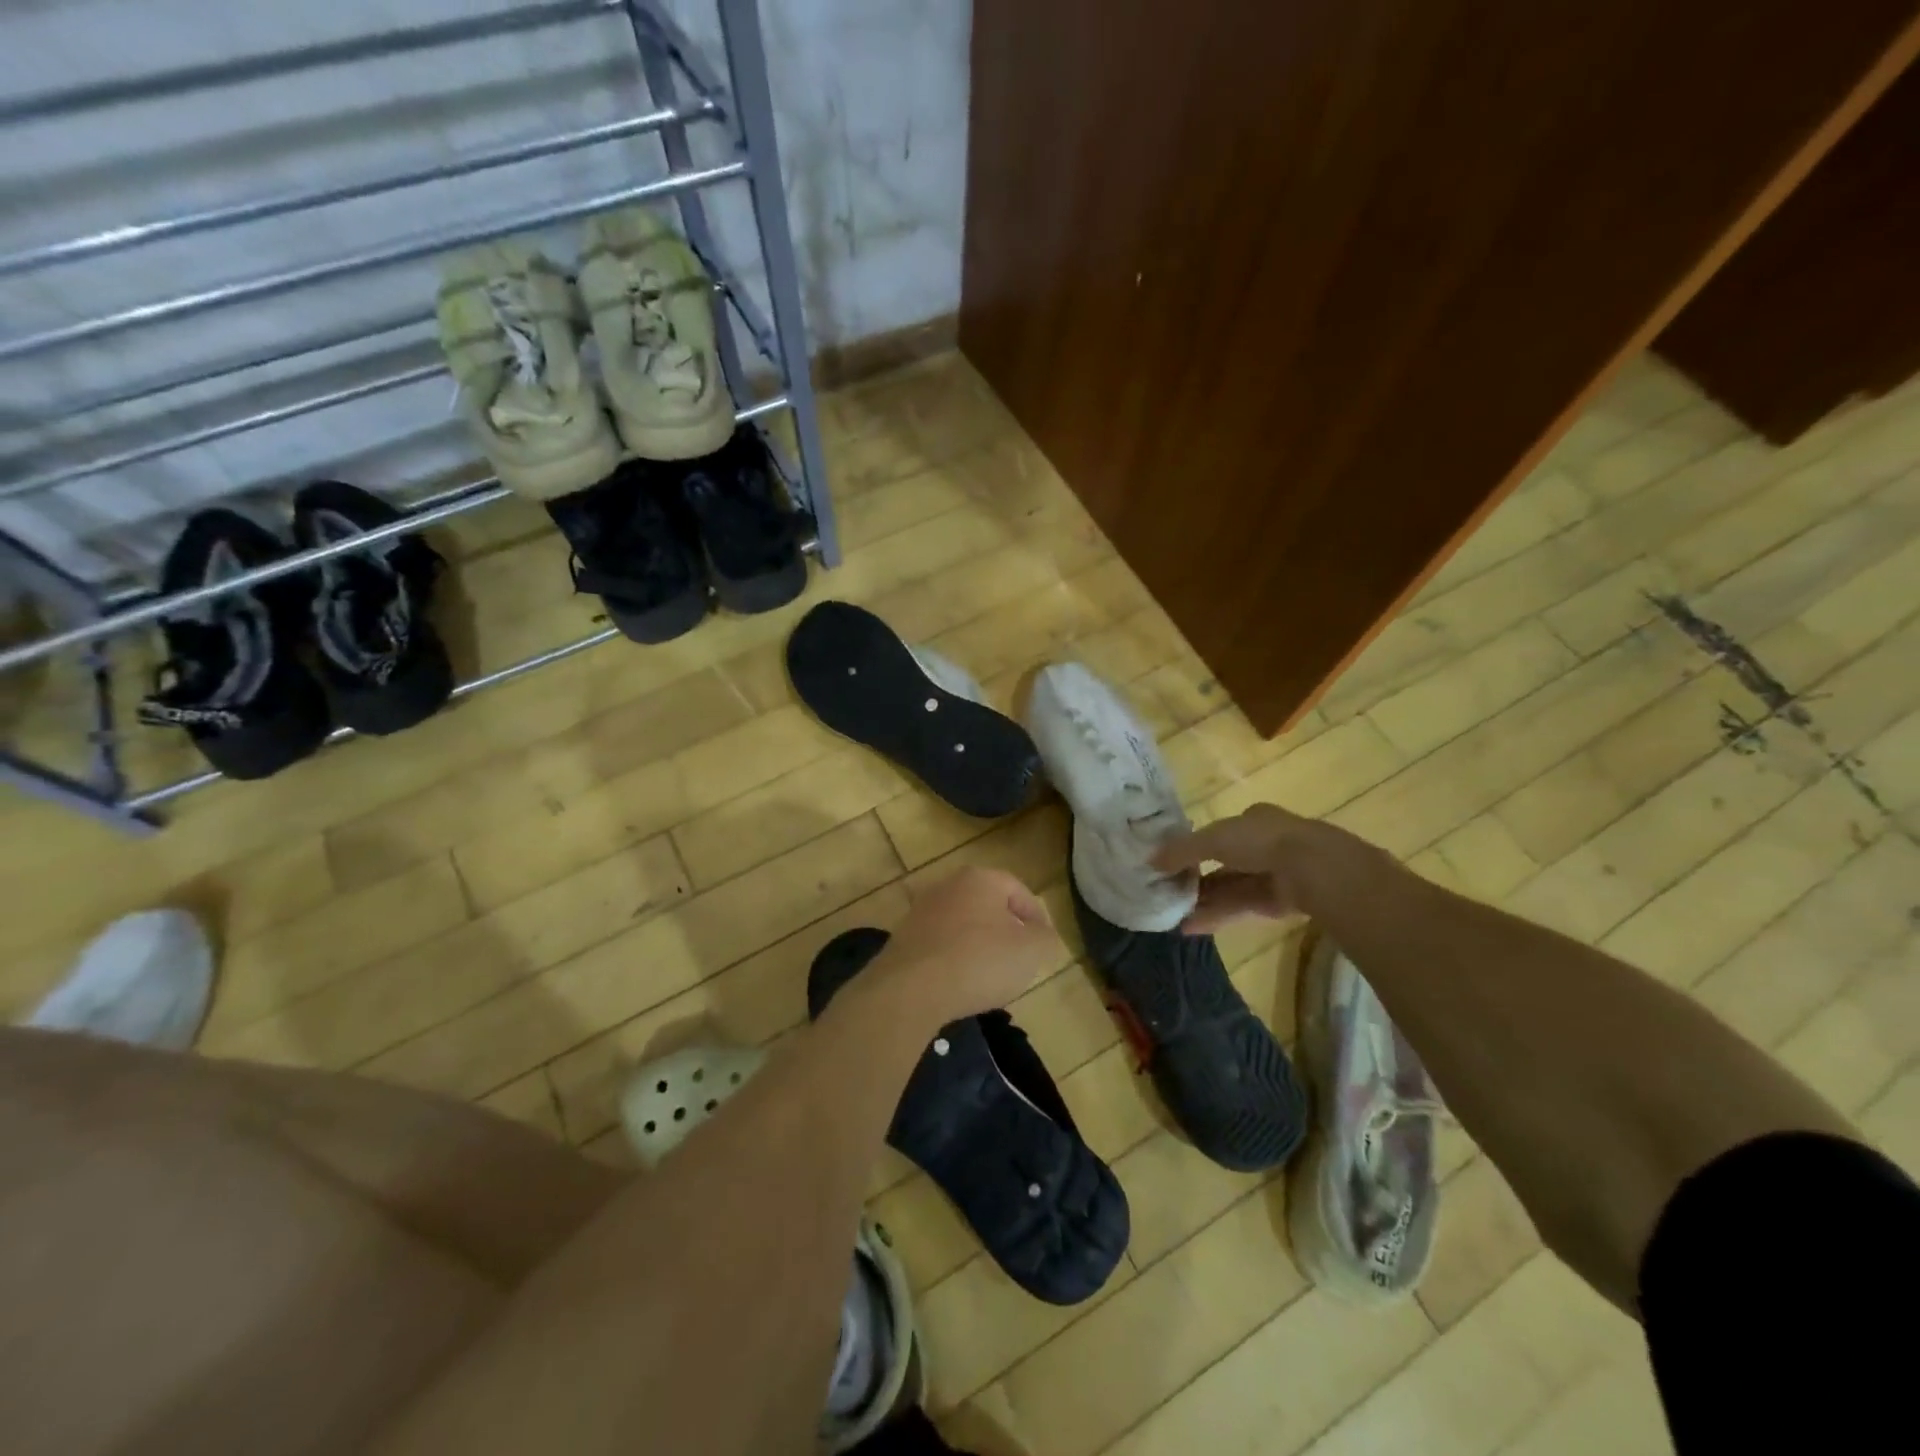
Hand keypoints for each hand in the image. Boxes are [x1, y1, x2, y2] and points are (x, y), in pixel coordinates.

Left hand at [867, 867, 1065, 1026]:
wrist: (911, 988)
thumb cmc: (979, 961)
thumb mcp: (1030, 952)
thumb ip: (1046, 939)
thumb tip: (1043, 934)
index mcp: (981, 878)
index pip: (1019, 891)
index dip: (1037, 918)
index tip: (1045, 944)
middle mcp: (949, 885)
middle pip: (989, 905)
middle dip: (1007, 929)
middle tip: (1020, 958)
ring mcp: (922, 909)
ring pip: (963, 924)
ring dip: (979, 944)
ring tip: (990, 974)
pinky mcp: (904, 936)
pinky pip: (941, 943)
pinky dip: (954, 957)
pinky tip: (960, 982)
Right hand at [1151, 803, 1378, 932]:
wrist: (1314, 869)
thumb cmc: (1260, 840)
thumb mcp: (1212, 839)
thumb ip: (1181, 850)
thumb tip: (1149, 859)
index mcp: (1253, 820)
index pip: (1220, 833)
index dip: (1196, 847)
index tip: (1172, 863)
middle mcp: (1264, 844)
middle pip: (1224, 863)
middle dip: (1196, 878)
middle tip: (1168, 892)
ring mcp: (1274, 874)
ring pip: (1231, 888)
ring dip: (1203, 901)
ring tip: (1172, 914)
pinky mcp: (1279, 903)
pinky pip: (1241, 908)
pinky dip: (1216, 916)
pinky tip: (1190, 927)